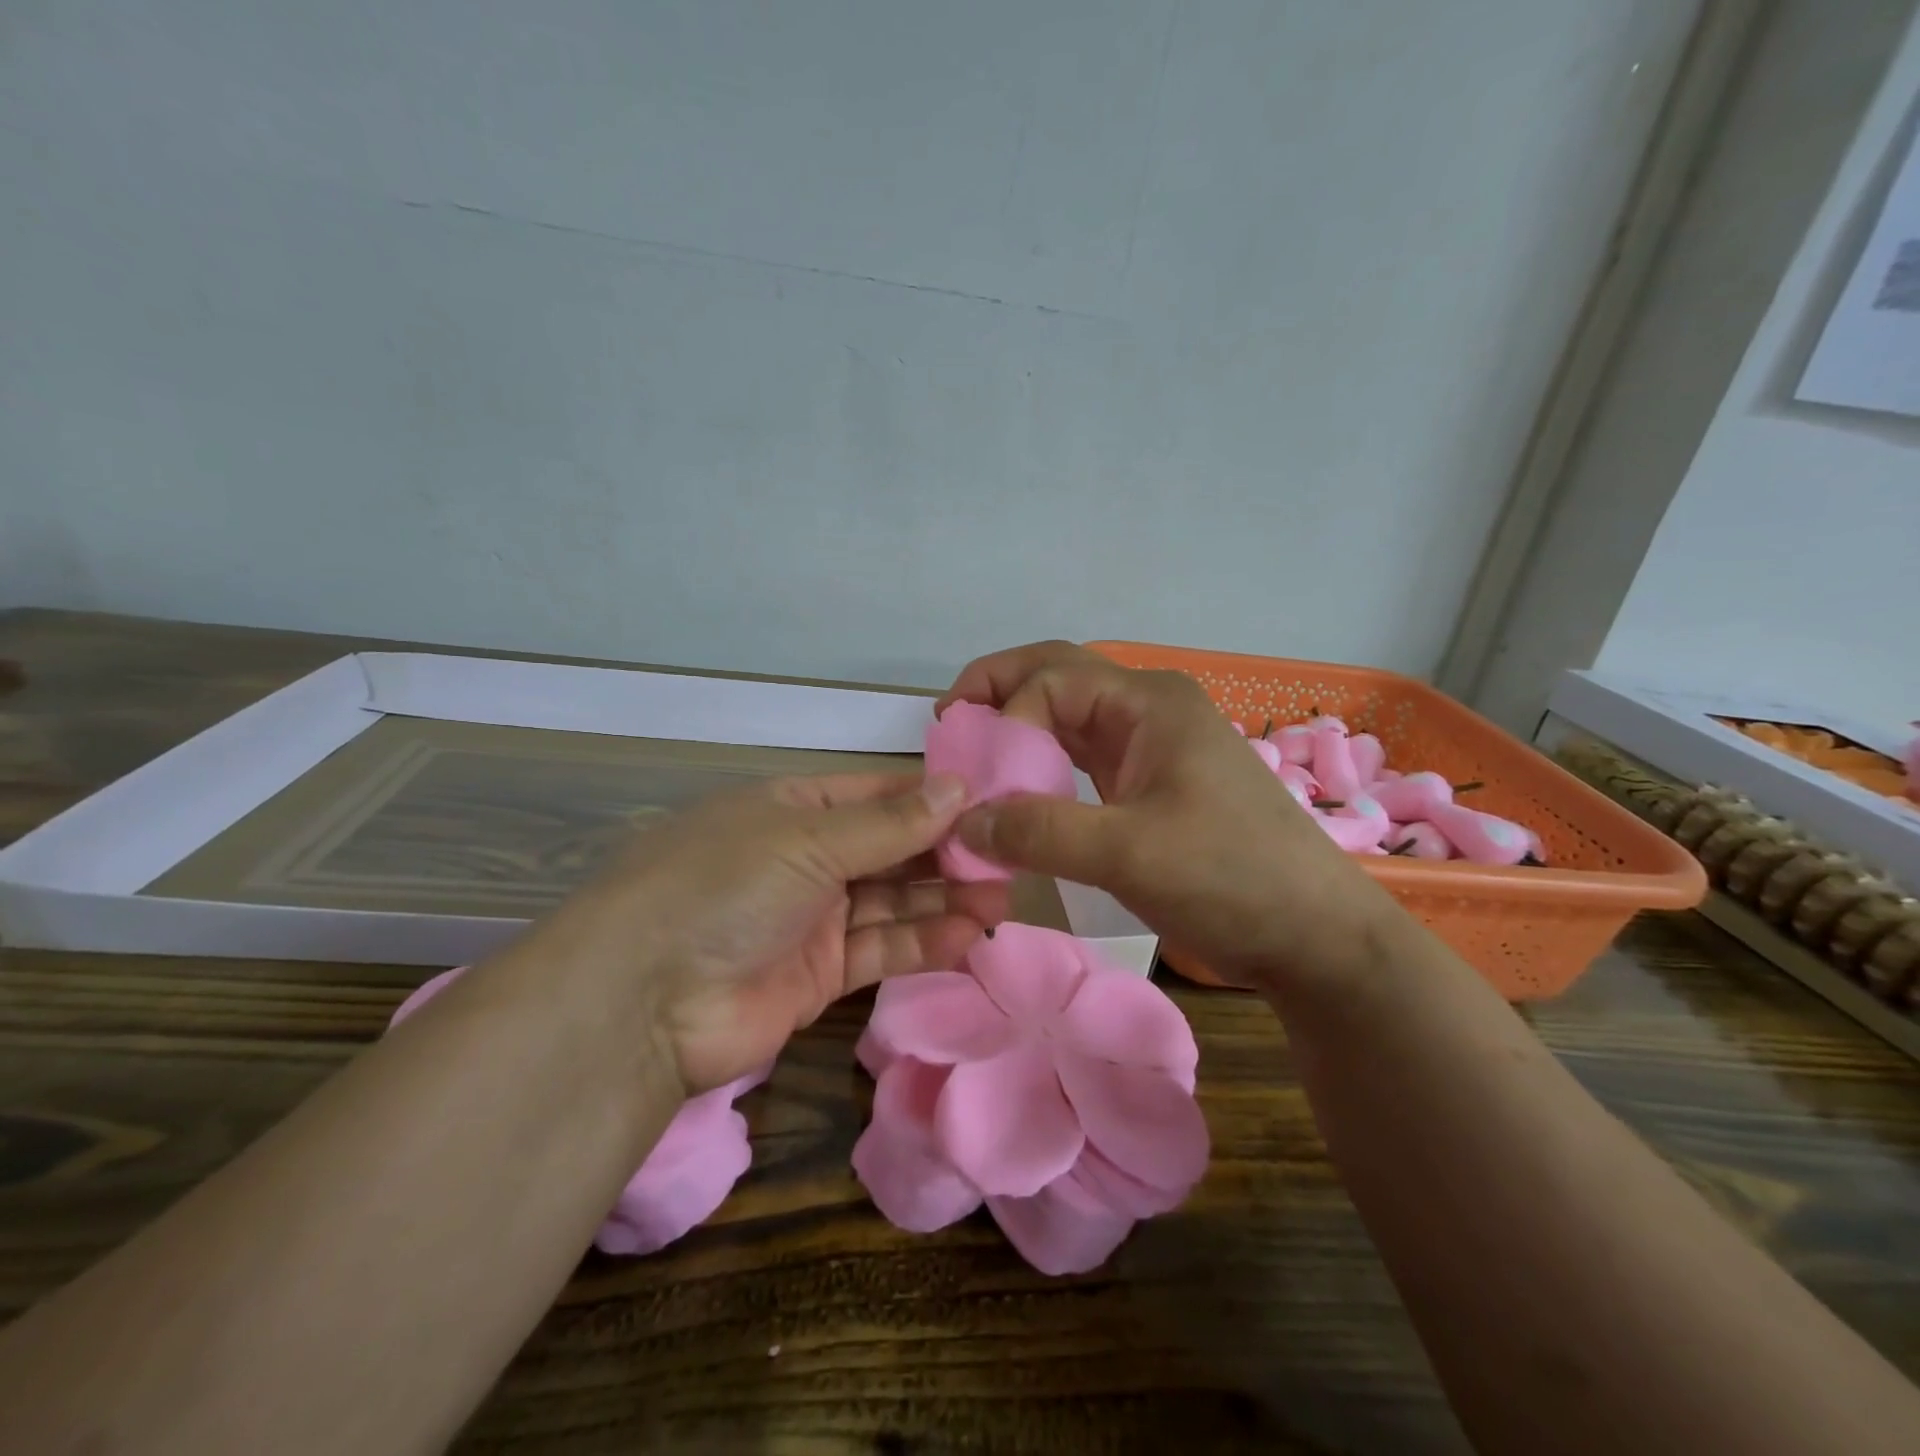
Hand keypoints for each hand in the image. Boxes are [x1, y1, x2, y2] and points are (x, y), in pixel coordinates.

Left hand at [525, 773, 1008, 1094]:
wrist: (642, 1004)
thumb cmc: (725, 887)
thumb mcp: (808, 840)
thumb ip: (890, 823)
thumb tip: (960, 786)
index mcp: (795, 809)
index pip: (879, 796)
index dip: (934, 800)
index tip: (993, 806)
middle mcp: (807, 858)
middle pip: (892, 851)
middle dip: (947, 855)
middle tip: (1009, 861)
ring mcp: (813, 917)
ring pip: (892, 902)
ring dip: (944, 901)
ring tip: (1001, 903)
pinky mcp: (818, 975)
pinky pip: (881, 949)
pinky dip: (923, 943)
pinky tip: (967, 937)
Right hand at [938, 642, 1397, 987]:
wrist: (1314, 934)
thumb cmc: (1230, 878)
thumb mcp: (1127, 853)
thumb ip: (1039, 831)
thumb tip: (960, 824)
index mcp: (1147, 701)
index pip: (1049, 682)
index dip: (1003, 722)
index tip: (975, 783)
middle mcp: (1147, 708)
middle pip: (1056, 677)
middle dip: (998, 694)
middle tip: (948, 726)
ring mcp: (1152, 743)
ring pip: (1068, 716)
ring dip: (1019, 729)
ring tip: (973, 755)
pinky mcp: (1151, 780)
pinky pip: (1083, 755)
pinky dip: (1043, 764)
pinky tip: (1020, 788)